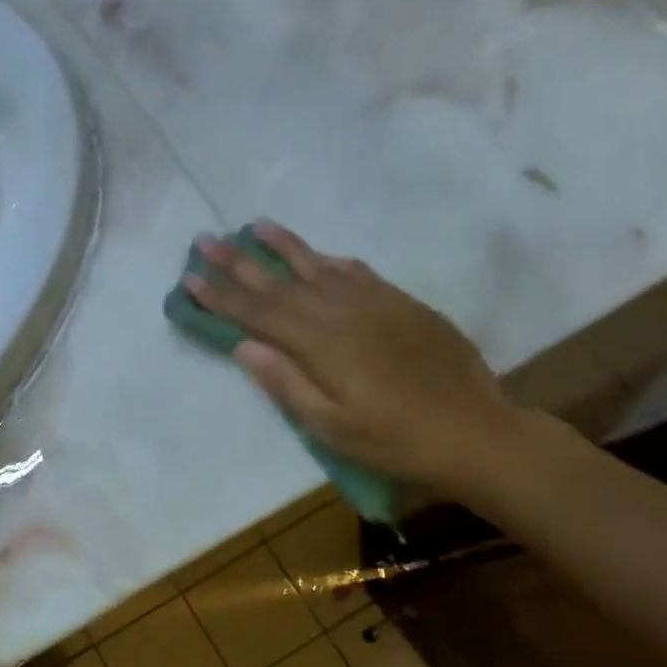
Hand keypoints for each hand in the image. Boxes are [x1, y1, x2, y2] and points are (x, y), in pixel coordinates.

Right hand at [184, 221, 520, 494]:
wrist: (477, 432)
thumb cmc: (396, 440)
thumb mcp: (332, 427)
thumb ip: (286, 383)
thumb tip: (243, 346)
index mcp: (322, 344)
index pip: (259, 312)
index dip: (221, 295)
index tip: (189, 275)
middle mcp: (344, 312)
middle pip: (281, 282)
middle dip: (238, 262)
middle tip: (206, 238)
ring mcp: (377, 303)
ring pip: (319, 267)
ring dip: (283, 246)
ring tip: (254, 226)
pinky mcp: (403, 305)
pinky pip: (358, 273)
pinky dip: (331, 261)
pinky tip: (320, 256)